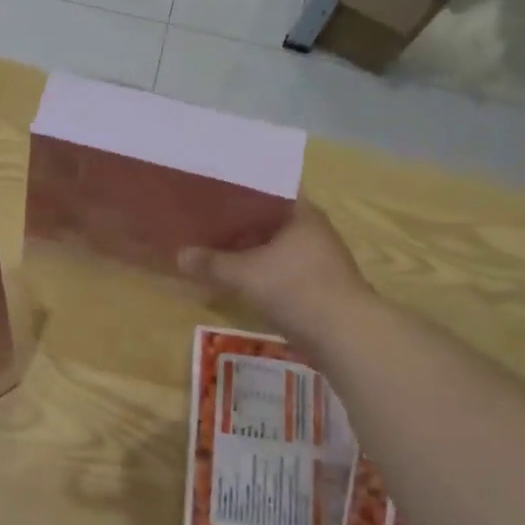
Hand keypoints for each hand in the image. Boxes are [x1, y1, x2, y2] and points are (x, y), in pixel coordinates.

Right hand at [179, 201, 373, 343]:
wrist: (345, 335)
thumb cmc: (296, 289)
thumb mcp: (244, 274)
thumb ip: (211, 263)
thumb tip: (179, 255)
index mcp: (300, 213)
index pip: (266, 188)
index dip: (238, 188)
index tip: (210, 190)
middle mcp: (310, 230)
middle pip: (266, 219)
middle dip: (235, 222)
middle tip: (201, 220)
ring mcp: (315, 259)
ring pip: (271, 246)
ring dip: (245, 249)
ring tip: (210, 248)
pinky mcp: (314, 285)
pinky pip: (276, 269)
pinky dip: (255, 271)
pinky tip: (232, 278)